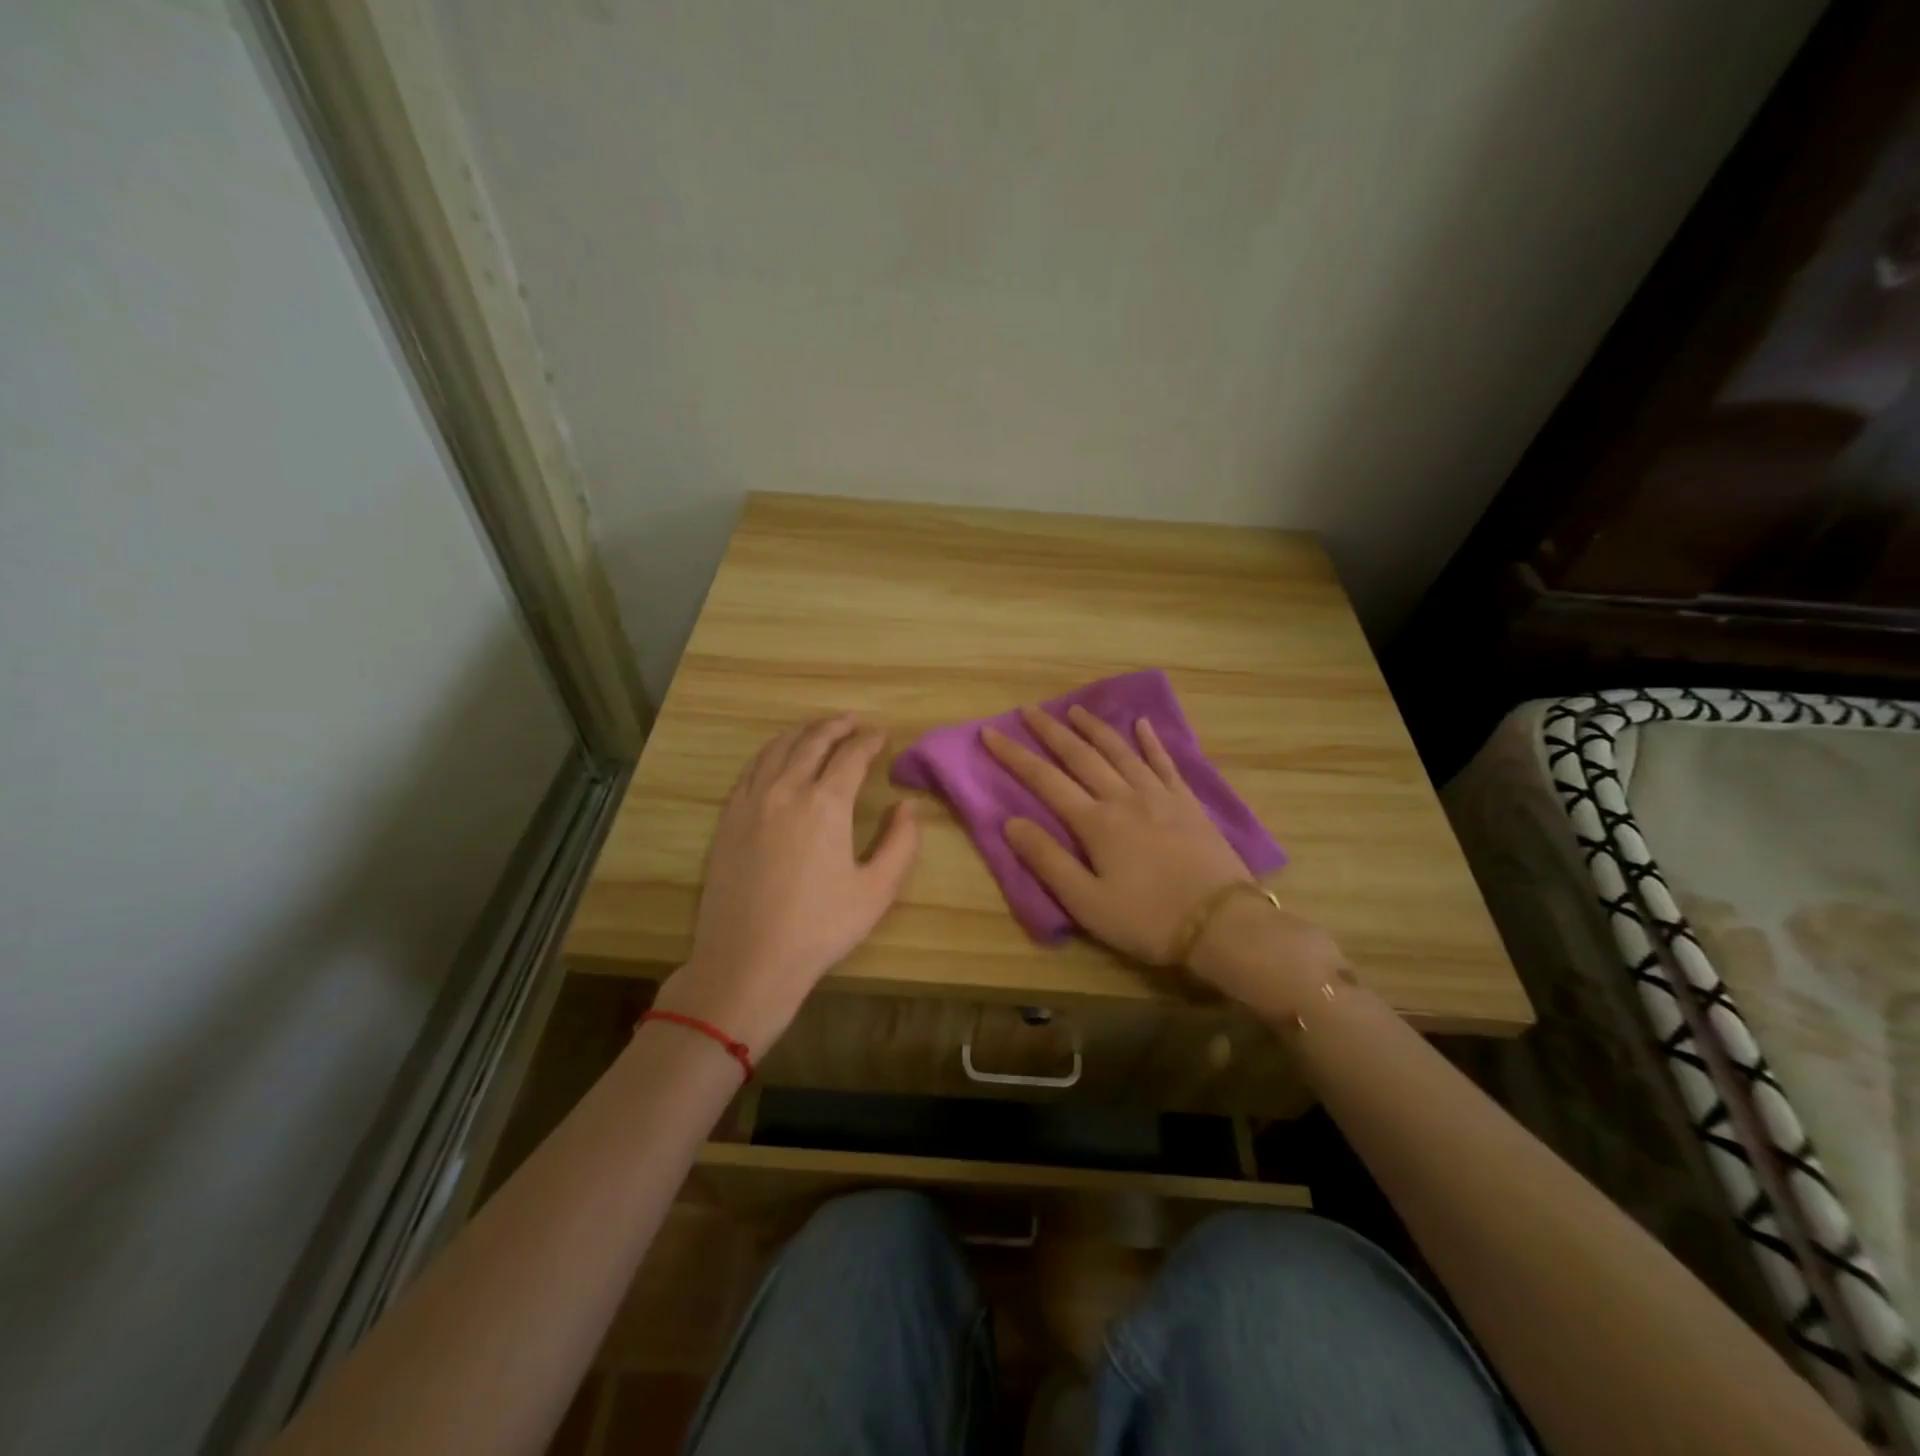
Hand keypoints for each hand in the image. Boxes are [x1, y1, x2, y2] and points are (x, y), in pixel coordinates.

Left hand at [654, 716, 919, 1056]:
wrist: (748, 959)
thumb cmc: (820, 927)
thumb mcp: (876, 891)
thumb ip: (900, 843)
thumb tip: (908, 807)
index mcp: (826, 804)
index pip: (851, 756)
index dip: (869, 741)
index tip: (882, 735)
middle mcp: (786, 790)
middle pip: (812, 741)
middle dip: (836, 726)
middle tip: (853, 721)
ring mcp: (751, 802)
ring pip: (777, 749)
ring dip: (802, 732)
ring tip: (818, 729)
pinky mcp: (728, 819)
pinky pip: (751, 769)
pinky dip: (771, 752)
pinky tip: (777, 758)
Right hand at [983, 705, 1345, 1022]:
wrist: (1221, 923)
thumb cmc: (1147, 919)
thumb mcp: (1086, 902)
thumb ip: (1048, 860)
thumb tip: (1012, 822)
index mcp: (1096, 822)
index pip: (1045, 780)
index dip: (1014, 755)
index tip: (991, 732)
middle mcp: (1124, 797)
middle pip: (1081, 755)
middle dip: (1051, 731)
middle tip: (1028, 710)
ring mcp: (1159, 796)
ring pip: (1120, 751)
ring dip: (1094, 728)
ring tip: (1075, 709)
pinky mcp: (1187, 803)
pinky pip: (1165, 763)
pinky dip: (1151, 741)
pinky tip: (1142, 724)